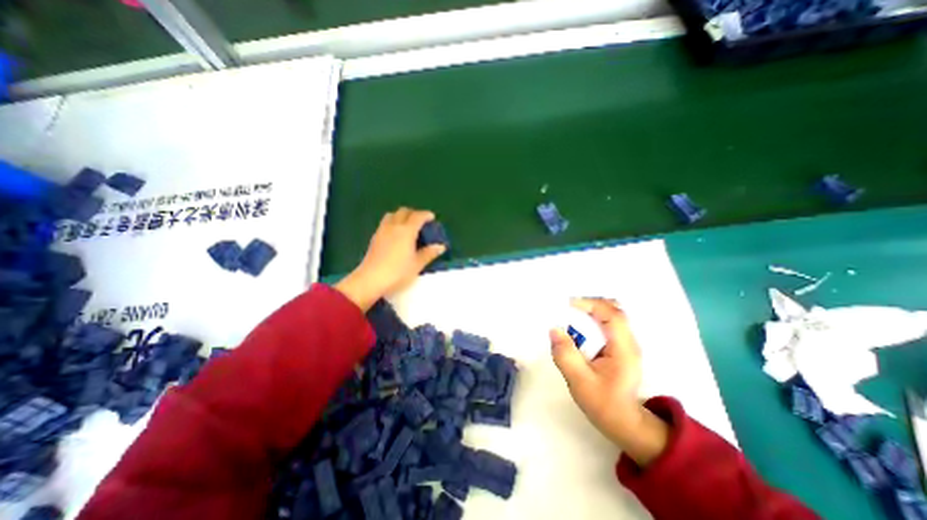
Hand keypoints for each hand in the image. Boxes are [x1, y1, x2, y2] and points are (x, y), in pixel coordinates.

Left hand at [336, 207, 446, 311]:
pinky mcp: (374, 238)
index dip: (426, 215)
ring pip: (392, 215)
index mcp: (407, 231)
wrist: (371, 280)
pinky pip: (385, 223)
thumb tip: (440, 246)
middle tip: (421, 222)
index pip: (417, 216)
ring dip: (401, 216)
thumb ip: (429, 253)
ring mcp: (382, 231)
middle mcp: (394, 226)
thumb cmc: (398, 272)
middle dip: (413, 213)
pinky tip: (396, 236)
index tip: (432, 218)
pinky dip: (393, 223)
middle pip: (403, 211)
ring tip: (407, 227)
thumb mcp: (417, 264)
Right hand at [546, 301, 670, 465]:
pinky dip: (591, 320)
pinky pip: (606, 324)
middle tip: (567, 309)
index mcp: (623, 349)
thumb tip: (554, 329)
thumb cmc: (603, 403)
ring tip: (569, 317)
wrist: (623, 422)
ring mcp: (625, 343)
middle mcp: (628, 341)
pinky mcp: (618, 346)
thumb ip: (566, 355)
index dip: (591, 304)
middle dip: (589, 304)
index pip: (612, 315)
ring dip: (589, 311)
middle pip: (613, 309)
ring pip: (610, 314)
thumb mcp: (579, 381)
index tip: (568, 304)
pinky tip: (577, 329)